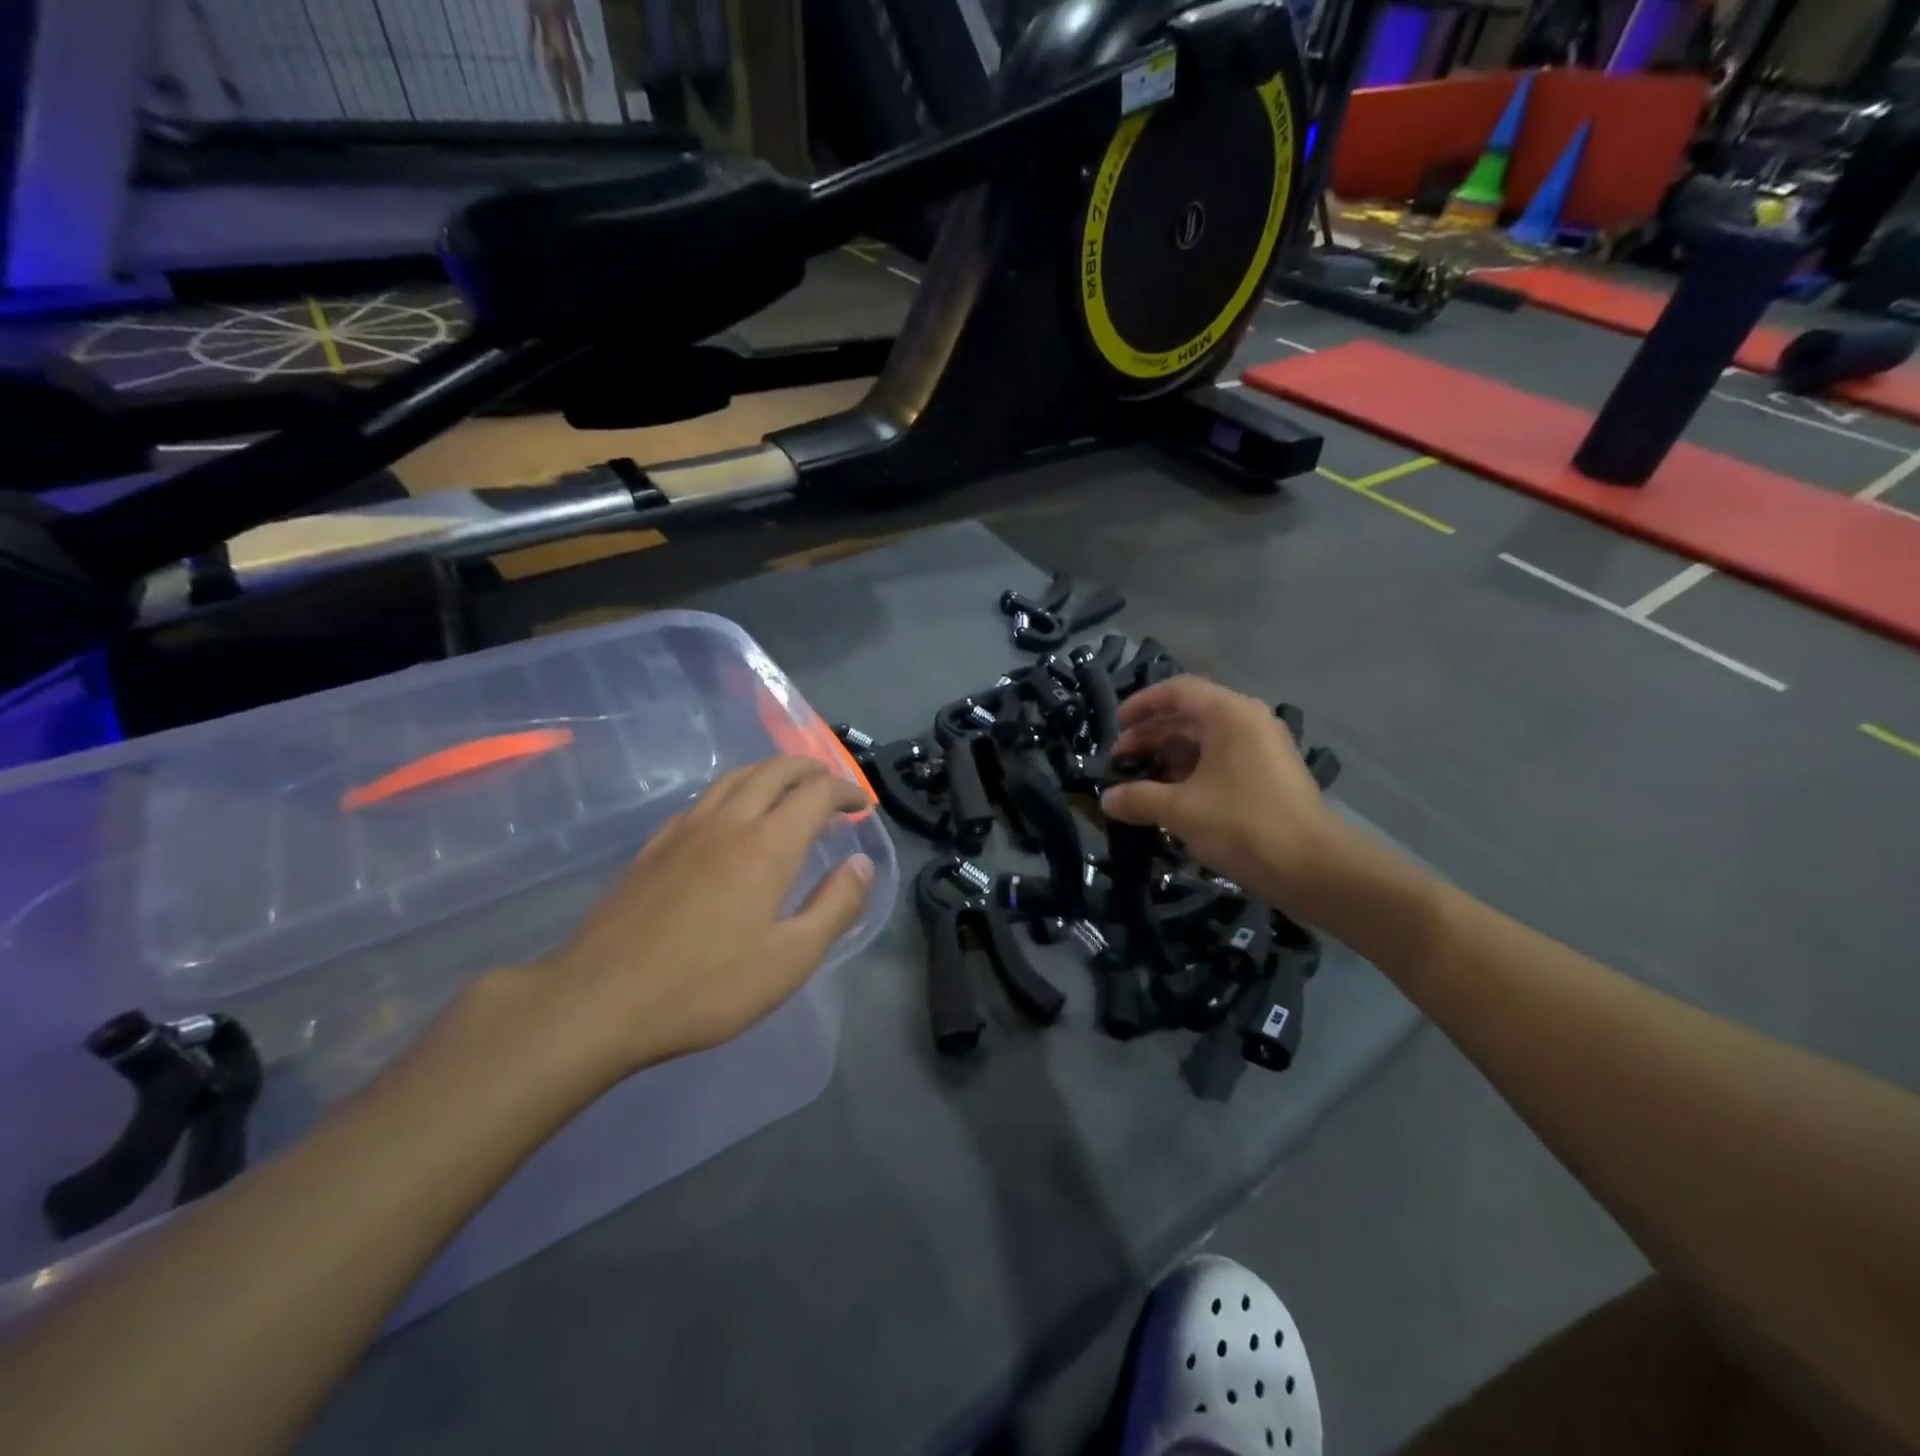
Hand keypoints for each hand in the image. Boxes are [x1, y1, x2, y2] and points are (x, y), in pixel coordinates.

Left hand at [527, 757, 874, 1079]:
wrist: (598, 1000)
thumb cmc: (706, 986)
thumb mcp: (790, 959)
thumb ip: (835, 906)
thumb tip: (862, 864)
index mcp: (767, 845)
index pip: (815, 792)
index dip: (844, 790)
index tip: (861, 804)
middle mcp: (728, 822)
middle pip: (774, 770)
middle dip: (810, 769)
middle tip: (831, 786)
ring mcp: (685, 829)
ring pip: (735, 777)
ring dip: (770, 772)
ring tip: (788, 789)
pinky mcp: (654, 846)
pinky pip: (704, 798)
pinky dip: (734, 791)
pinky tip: (731, 817)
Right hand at [1099, 676, 1348, 922]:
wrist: (1314, 868)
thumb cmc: (1242, 825)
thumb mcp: (1180, 811)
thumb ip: (1138, 798)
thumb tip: (1106, 800)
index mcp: (1229, 714)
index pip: (1177, 691)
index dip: (1141, 705)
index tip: (1116, 727)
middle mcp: (1248, 721)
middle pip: (1189, 716)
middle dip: (1151, 737)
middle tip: (1120, 764)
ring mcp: (1262, 747)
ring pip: (1205, 741)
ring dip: (1169, 758)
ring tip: (1140, 784)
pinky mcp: (1269, 774)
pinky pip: (1221, 760)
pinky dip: (1192, 772)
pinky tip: (1171, 799)